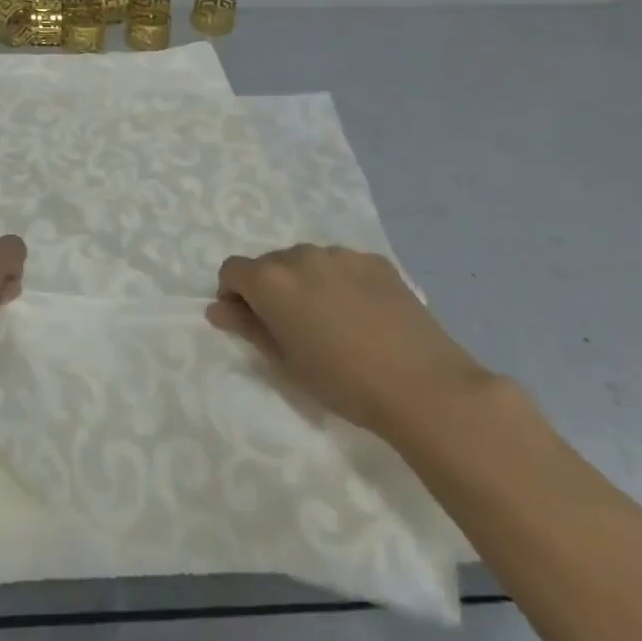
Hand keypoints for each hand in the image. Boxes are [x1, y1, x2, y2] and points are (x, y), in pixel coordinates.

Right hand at [208, 244, 492, 439]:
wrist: (424, 386)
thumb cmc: (343, 382)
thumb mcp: (284, 362)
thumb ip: (247, 327)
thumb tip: (218, 308)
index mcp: (271, 280)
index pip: (232, 270)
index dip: (234, 295)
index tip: (250, 323)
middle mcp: (300, 255)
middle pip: (269, 264)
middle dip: (270, 289)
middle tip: (292, 328)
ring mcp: (341, 254)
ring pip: (306, 262)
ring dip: (304, 282)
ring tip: (331, 321)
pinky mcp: (375, 261)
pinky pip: (341, 265)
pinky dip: (339, 282)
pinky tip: (362, 315)